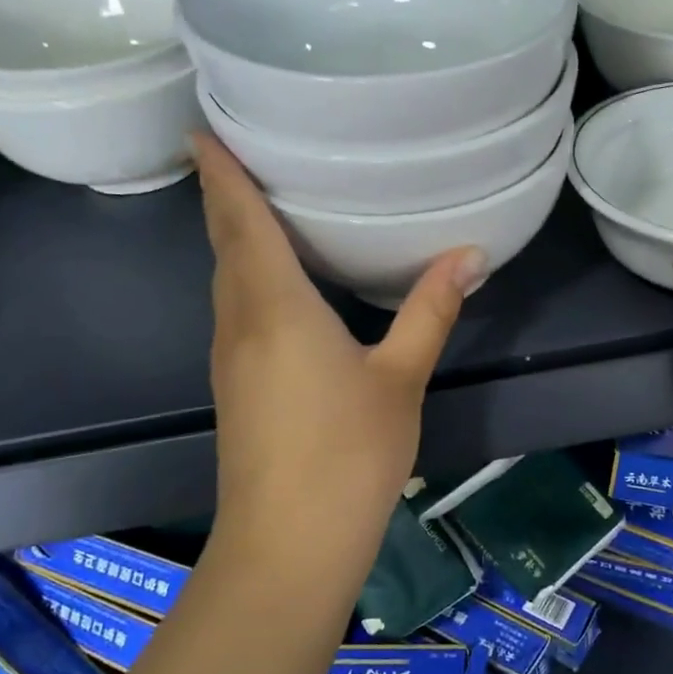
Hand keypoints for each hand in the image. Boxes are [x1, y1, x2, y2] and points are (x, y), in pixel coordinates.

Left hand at [196, 135, 486, 587]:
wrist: (289, 545)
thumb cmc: (348, 453)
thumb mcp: (401, 377)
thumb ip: (430, 311)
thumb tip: (471, 254)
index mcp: (275, 306)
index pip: (240, 222)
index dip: (221, 174)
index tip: (201, 128)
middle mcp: (240, 323)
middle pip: (225, 246)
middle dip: (225, 198)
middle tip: (239, 153)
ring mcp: (230, 359)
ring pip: (226, 281)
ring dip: (234, 239)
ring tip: (257, 205)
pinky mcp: (236, 389)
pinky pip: (236, 311)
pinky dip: (246, 278)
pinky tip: (276, 285)